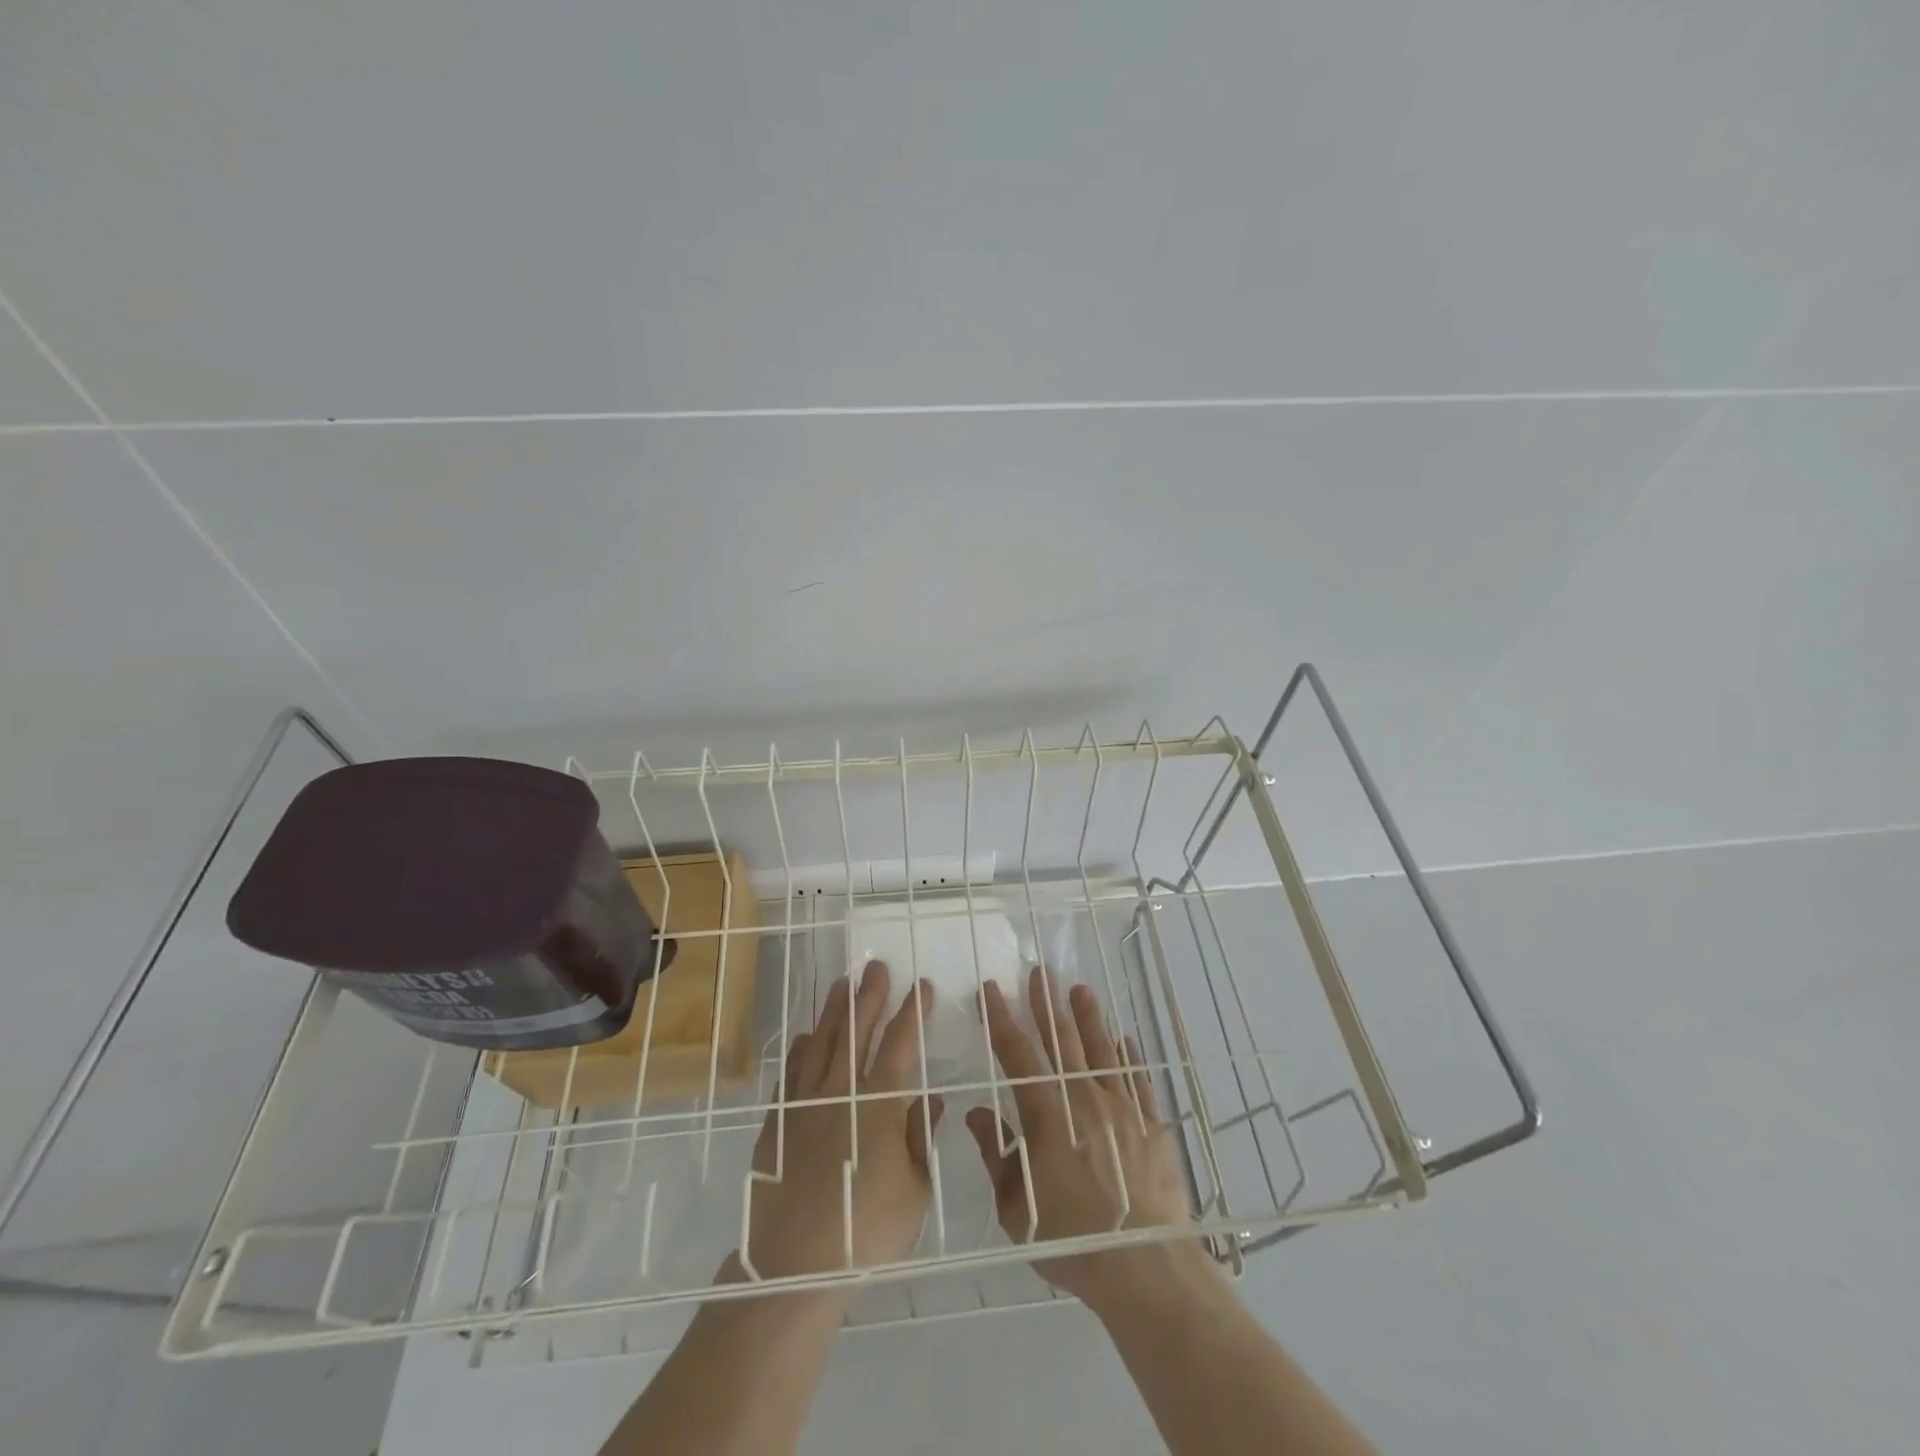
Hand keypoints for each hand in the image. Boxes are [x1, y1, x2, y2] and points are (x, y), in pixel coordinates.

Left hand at [739, 961, 942, 1284]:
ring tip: (842, 984)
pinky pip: (790, 1073)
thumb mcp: (916, 1190)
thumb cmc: (866, 1231)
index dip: (913, 1012)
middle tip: (876, 966)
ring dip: (834, 1011)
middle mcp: (841, 1092)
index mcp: (880, 1104)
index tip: (922, 986)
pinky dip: (799, 1050)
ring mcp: (804, 1104)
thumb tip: (932, 1097)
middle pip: (857, 1031)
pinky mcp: (777, 1123)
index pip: (900, 1044)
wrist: (794, 1267)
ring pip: (821, 1043)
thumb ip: (921, 1137)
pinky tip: (804, 1037)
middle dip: (870, 996)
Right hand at [965, 967, 1209, 1316]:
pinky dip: (1129, 1056)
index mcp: (1047, 1116)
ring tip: (1080, 989)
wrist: (1144, 1267)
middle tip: (1039, 971)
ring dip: (1089, 1017)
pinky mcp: (1151, 1124)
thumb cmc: (1071, 1240)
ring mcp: (1122, 1109)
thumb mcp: (1016, 1208)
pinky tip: (1125, 1039)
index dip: (1001, 1019)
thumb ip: (995, 1154)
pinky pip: (1138, 1079)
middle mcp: (1084, 1100)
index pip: (1017, 1055)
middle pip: (1062, 1041)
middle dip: (1046, 1004)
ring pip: (1102, 1051)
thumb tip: (977, 1111)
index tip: (991, 989)